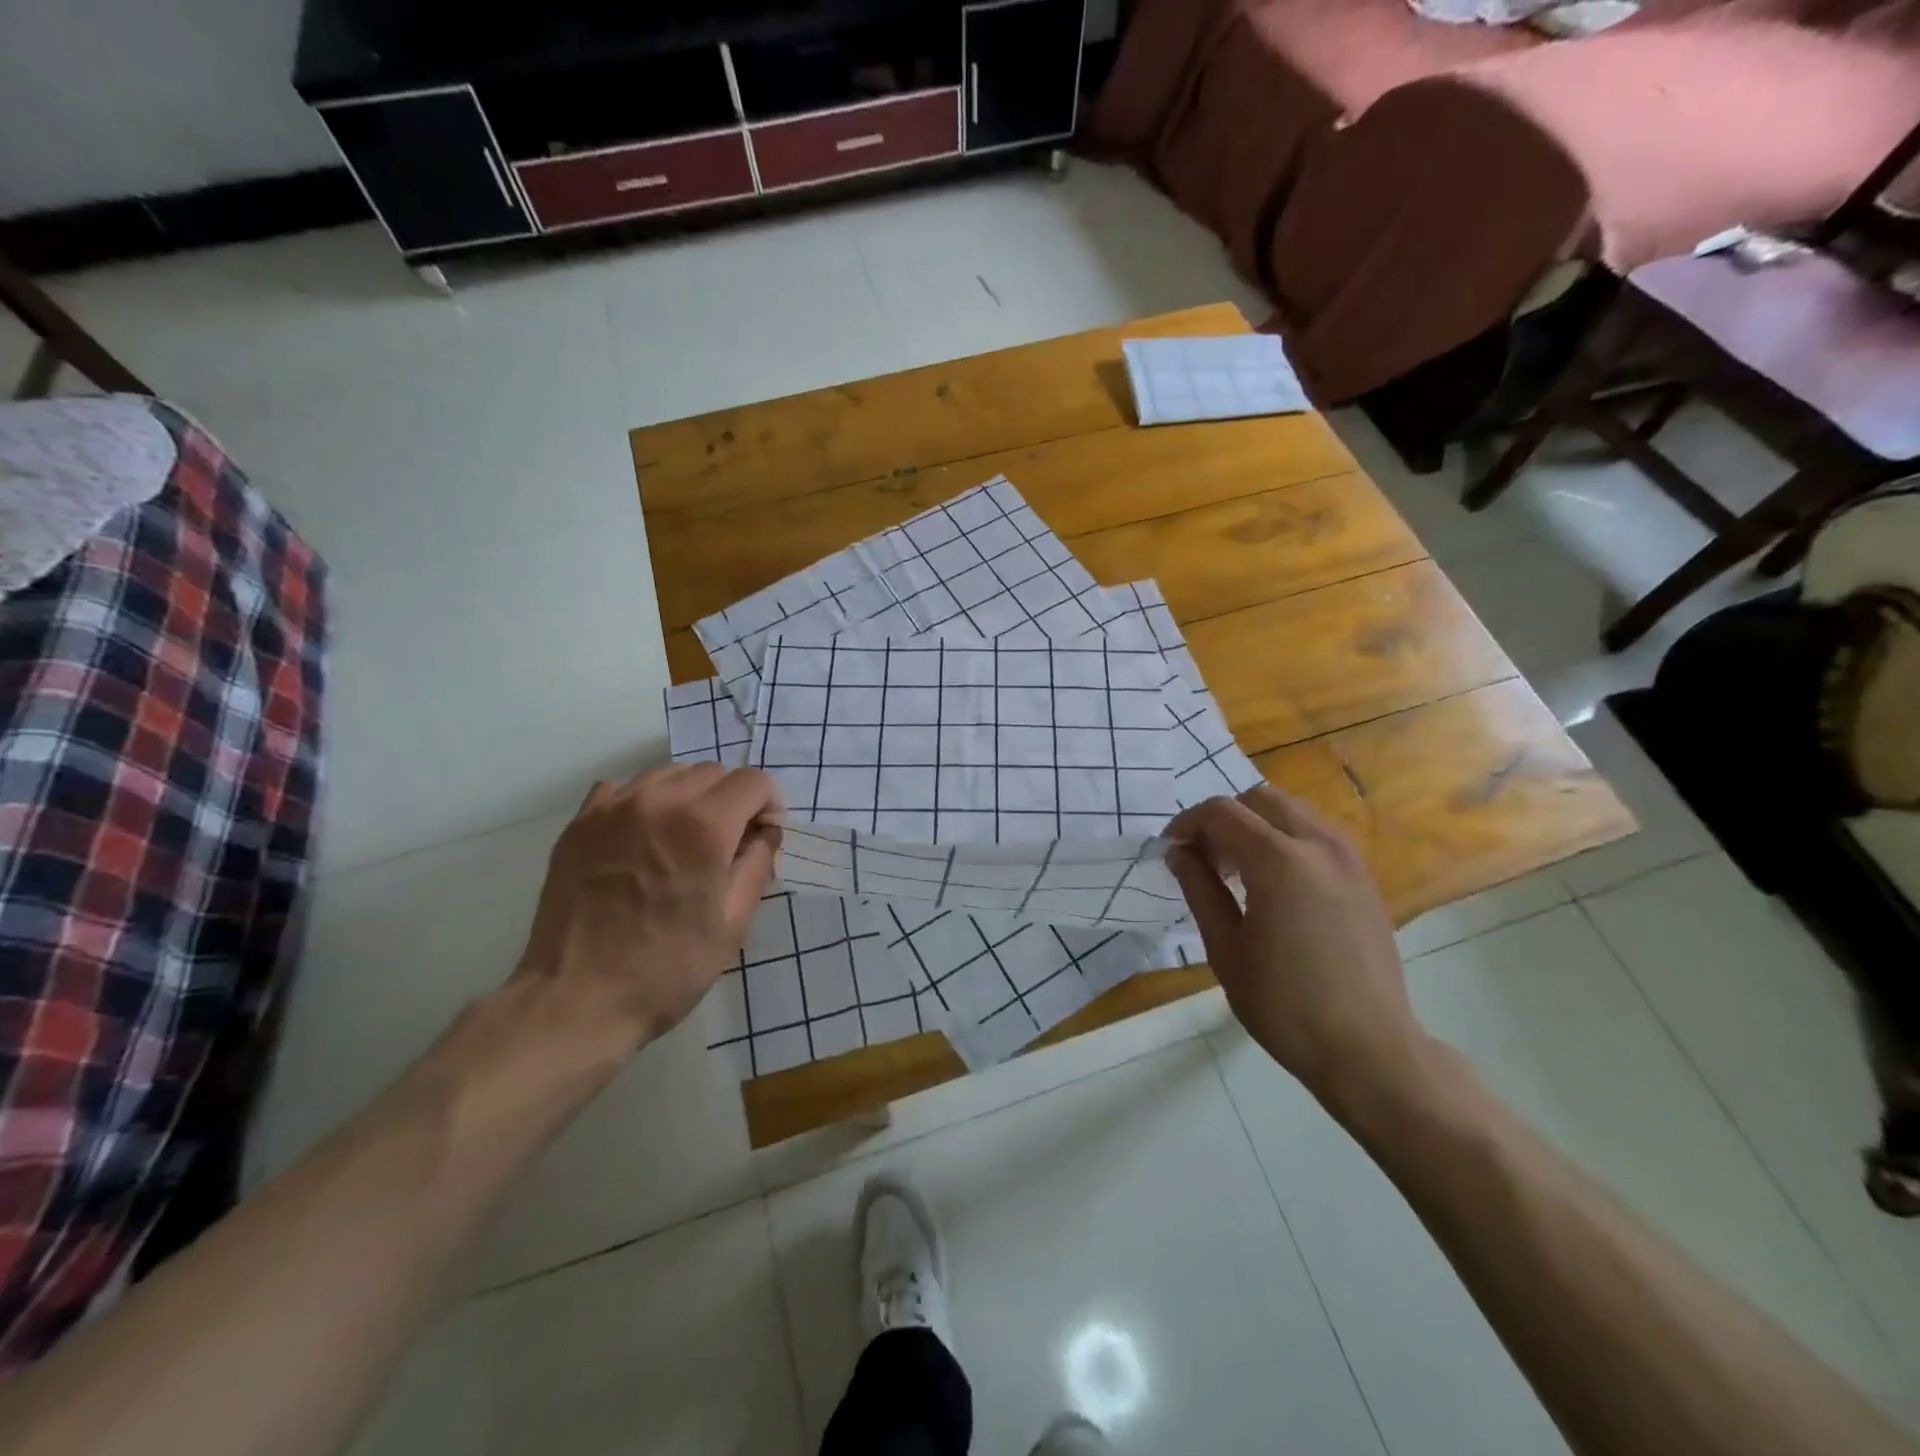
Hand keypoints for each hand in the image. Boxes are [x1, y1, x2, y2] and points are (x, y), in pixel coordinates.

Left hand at [513, 763, 783, 1049]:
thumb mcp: (733, 923)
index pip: (753, 781)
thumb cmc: (667, 969)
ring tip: (681, 840)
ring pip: (668, 774)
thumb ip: (758, 864)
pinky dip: (644, 802)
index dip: (768, 805)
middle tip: (725, 844)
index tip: (762, 836)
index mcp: (704, 827)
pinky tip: (641, 838)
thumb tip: (765, 831)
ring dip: (688, 797)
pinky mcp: (579, 823)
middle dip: (731, 800)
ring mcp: (612, 808)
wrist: (575, 1001)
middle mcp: (659, 802)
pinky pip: (623, 788)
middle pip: (713, 772)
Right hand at [1166, 786, 1424, 1119]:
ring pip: (1292, 811)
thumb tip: (1179, 853)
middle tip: (1204, 858)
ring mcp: (1348, 860)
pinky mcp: (1364, 879)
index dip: (1186, 823)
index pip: (1221, 812)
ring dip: (1256, 825)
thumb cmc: (1285, 1005)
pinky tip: (1275, 884)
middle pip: (1259, 799)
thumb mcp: (1226, 949)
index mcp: (1278, 862)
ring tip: (1237, 870)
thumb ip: (1200, 889)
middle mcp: (1318, 846)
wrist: (1368, 1049)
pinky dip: (1286, 839)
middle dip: (1223, 818)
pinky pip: (1317, 835)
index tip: (1170, 851)